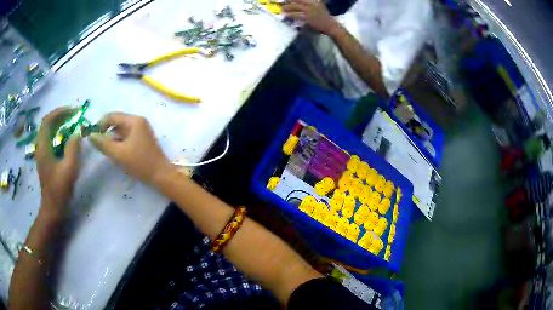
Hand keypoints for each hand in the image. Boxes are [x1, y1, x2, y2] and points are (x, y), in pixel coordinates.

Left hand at [36, 107, 80, 218]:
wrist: (53, 208)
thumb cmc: (60, 189)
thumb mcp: (69, 168)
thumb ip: (73, 147)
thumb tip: (77, 132)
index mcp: (43, 147)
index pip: (47, 120)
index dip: (59, 112)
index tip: (72, 111)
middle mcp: (40, 147)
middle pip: (47, 123)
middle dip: (60, 116)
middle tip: (74, 115)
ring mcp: (42, 153)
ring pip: (49, 131)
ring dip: (59, 124)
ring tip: (72, 123)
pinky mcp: (45, 159)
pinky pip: (50, 139)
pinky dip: (58, 133)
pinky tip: (67, 137)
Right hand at [89, 113, 169, 183]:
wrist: (161, 175)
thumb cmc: (140, 163)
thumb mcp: (118, 153)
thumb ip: (103, 143)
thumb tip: (90, 135)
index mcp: (134, 121)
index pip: (112, 116)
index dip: (100, 124)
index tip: (92, 135)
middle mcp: (138, 122)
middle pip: (117, 123)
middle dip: (106, 132)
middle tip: (98, 145)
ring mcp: (141, 131)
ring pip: (121, 131)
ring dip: (112, 138)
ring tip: (106, 150)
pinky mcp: (142, 140)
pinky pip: (126, 137)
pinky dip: (119, 143)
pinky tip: (115, 153)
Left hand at [283, 0, 338, 35]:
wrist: (331, 26)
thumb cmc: (325, 16)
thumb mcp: (319, 6)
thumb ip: (311, 2)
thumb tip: (300, 2)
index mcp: (314, 1)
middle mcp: (312, 4)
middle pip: (296, 0)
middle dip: (288, 1)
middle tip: (282, 2)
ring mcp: (309, 10)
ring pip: (294, 7)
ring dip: (287, 7)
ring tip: (282, 9)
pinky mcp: (307, 18)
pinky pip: (296, 15)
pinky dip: (289, 15)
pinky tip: (286, 15)